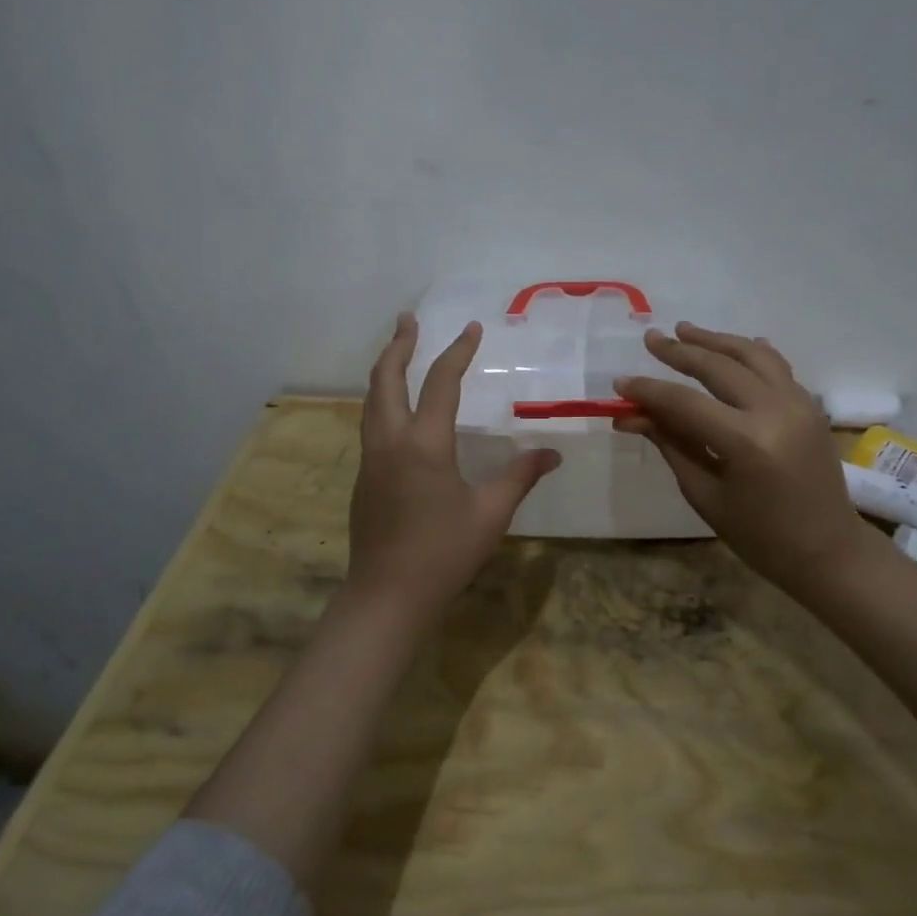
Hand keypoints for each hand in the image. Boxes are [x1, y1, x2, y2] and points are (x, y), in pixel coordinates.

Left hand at [348, 312, 562, 623]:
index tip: (471, 328)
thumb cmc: (443, 553)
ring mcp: (372, 459)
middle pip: (386, 378)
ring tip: (398, 351)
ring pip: (371, 400)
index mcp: (424, 443)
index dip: (457, 352)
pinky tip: (396, 409)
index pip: (441, 382)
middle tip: (408, 319)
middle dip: (398, 345)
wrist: (387, 596)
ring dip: (385, 369)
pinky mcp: (364, 477)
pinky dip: (381, 399)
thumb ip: (520, 476)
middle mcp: (391, 440)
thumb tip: (552, 453)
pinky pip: (370, 423)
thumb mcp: (491, 513)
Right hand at [614, 323, 880, 601]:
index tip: (620, 383)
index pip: (684, 403)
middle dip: (680, 351)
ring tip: (684, 330)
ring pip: (751, 354)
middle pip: (718, 366)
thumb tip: (630, 415)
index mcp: (747, 441)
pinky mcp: (811, 405)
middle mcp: (776, 410)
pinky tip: (731, 346)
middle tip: (651, 339)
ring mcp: (799, 403)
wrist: (829, 551)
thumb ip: (670, 444)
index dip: (649, 390)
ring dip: (715, 340)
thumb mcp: (705, 494)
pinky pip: (776, 366)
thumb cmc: (760, 536)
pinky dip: (750, 352)